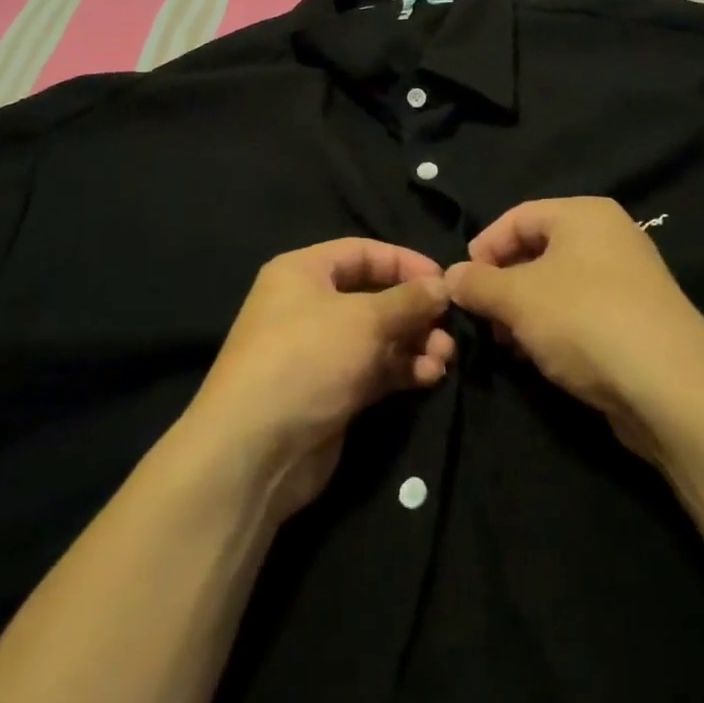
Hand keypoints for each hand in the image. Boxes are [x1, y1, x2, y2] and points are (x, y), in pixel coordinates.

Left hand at [186, 239, 453, 522]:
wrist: (255, 450)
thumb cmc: (307, 359)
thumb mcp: (364, 319)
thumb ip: (408, 300)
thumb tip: (442, 285)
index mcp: (303, 272)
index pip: (362, 252)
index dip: (404, 262)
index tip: (443, 280)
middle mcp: (309, 306)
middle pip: (373, 296)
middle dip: (414, 311)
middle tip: (448, 328)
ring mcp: (319, 352)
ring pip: (378, 337)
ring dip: (414, 344)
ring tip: (443, 358)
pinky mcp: (331, 391)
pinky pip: (374, 370)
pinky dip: (402, 370)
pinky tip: (429, 378)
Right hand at [445, 198, 703, 460]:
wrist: (671, 388)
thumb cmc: (584, 320)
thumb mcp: (517, 297)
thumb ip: (477, 283)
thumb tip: (450, 277)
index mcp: (584, 214)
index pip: (517, 217)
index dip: (483, 248)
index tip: (461, 285)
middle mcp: (609, 237)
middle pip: (537, 251)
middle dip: (502, 284)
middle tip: (482, 318)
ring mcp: (627, 280)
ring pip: (557, 286)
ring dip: (525, 312)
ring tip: (508, 344)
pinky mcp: (636, 321)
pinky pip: (581, 313)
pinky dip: (554, 330)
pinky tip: (541, 359)